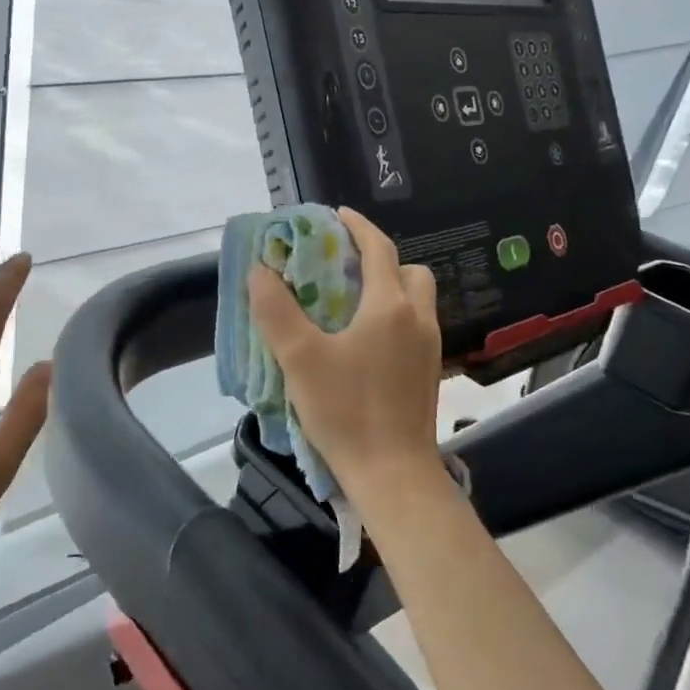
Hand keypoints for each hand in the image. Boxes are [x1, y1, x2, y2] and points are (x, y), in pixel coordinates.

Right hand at [247, 208, 445, 515]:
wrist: (393, 474)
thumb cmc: (345, 410)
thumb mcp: (299, 358)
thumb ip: (275, 310)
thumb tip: (260, 271)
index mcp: (389, 306)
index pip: (379, 248)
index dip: (357, 226)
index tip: (336, 215)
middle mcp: (417, 319)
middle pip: (408, 271)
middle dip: (380, 259)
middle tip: (344, 266)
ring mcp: (429, 348)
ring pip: (416, 300)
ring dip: (389, 289)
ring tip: (350, 303)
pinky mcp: (429, 373)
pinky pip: (414, 326)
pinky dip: (394, 317)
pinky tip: (364, 342)